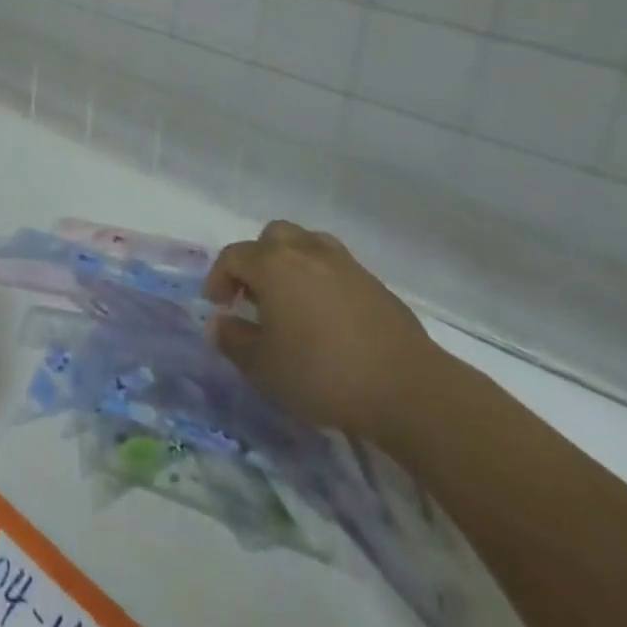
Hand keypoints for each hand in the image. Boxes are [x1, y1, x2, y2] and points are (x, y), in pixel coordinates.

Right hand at [203, 220, 439, 445]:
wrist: (407, 389)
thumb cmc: (322, 373)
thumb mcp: (263, 366)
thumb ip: (233, 340)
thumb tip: (218, 323)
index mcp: (273, 264)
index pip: (233, 256)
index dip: (219, 278)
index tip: (218, 307)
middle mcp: (306, 252)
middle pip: (272, 237)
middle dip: (257, 261)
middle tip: (254, 295)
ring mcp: (345, 264)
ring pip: (308, 244)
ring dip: (292, 263)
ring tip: (291, 299)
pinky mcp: (375, 284)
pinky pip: (336, 268)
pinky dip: (322, 280)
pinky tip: (327, 317)